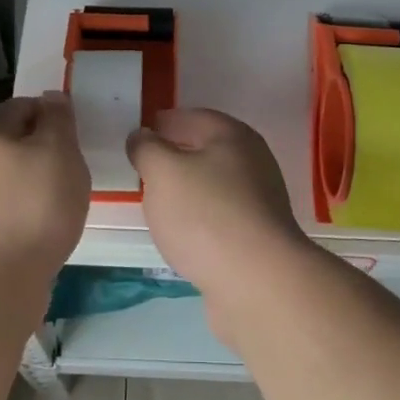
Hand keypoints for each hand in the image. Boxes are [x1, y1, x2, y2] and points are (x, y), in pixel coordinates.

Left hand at [0, 92, 90, 283]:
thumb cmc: (36, 205)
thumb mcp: (59, 150)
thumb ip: (58, 120)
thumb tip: (51, 97)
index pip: (21, 105)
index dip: (51, 111)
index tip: (76, 130)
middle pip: (14, 140)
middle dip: (45, 147)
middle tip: (75, 163)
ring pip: (13, 174)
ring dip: (39, 179)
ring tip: (67, 195)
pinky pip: (11, 204)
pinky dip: (31, 206)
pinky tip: (50, 222)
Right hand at [128, 108, 314, 328]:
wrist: (258, 283)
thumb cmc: (206, 215)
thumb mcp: (163, 173)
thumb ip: (147, 149)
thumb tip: (142, 136)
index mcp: (233, 136)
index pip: (193, 117)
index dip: (164, 123)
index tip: (139, 134)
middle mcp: (253, 162)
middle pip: (207, 150)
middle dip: (176, 155)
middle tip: (144, 168)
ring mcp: (260, 202)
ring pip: (214, 185)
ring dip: (188, 189)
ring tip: (158, 202)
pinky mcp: (259, 238)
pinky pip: (221, 217)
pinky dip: (200, 219)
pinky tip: (183, 235)